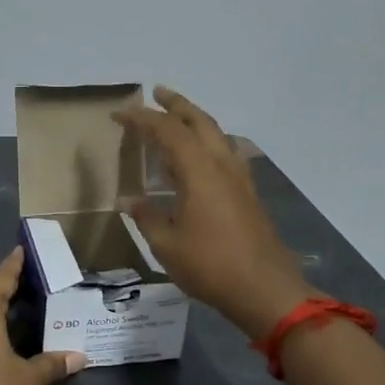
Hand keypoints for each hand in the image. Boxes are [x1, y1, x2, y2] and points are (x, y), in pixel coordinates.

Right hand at [112, 86, 314, 339]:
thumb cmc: (210, 266)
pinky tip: (204, 158)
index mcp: (199, 171)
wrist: (265, 290)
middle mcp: (222, 165)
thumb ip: (147, 217)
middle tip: (157, 94)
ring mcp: (240, 179)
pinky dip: (210, 144)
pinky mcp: (249, 194)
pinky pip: (227, 154)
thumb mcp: (167, 245)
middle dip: (177, 105)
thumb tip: (127, 200)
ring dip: (196, 121)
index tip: (119, 115)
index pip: (167, 132)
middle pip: (200, 122)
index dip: (141, 120)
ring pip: (217, 135)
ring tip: (178, 120)